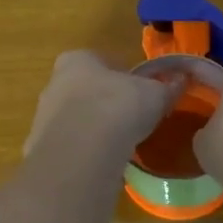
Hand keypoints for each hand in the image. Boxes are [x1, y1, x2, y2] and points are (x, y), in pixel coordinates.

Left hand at [24, 51, 176, 161]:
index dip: (122, 76)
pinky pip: (70, 147)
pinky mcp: (41, 149)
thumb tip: (181, 80)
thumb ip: (168, 87)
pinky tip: (102, 162)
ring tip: (119, 144)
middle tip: (130, 118)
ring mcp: (43, 118)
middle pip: (84, 90)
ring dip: (94, 129)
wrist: (82, 152)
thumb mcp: (155, 95)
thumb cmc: (119, 107)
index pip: (101, 61)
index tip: (139, 92)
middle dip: (105, 102)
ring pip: (75, 119)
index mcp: (77, 60)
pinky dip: (85, 152)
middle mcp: (54, 83)